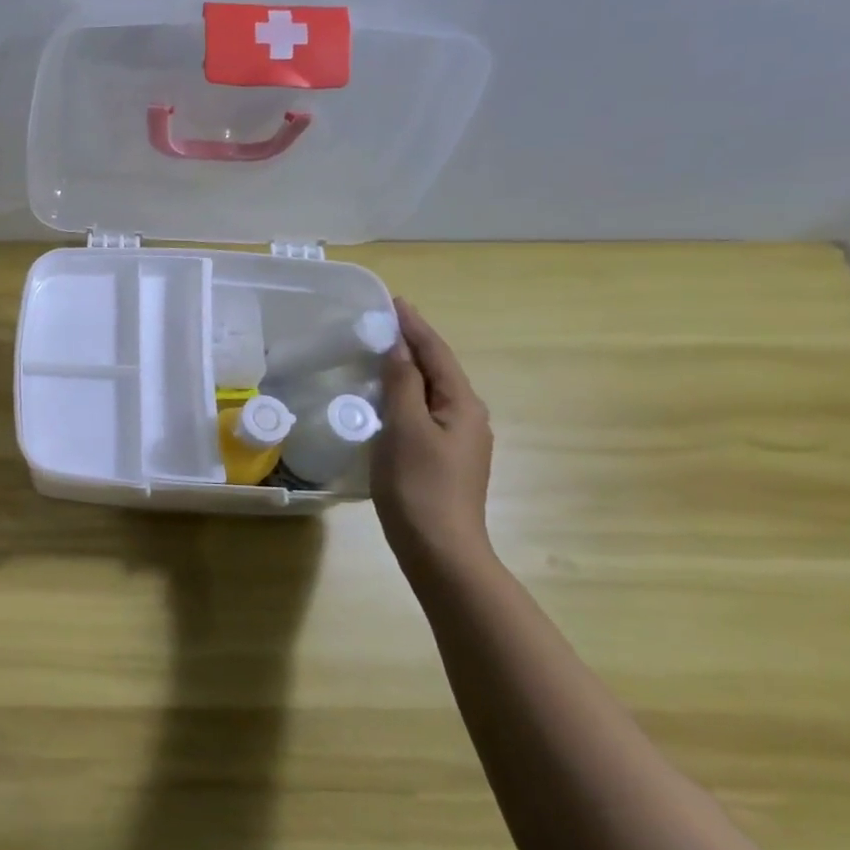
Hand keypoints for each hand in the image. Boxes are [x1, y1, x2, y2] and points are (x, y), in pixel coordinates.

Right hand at [371, 298, 493, 568]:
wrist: (440, 548)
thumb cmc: (419, 485)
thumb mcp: (405, 428)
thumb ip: (402, 384)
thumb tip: (398, 348)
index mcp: (463, 405)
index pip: (437, 353)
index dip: (414, 326)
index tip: (394, 301)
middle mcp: (468, 417)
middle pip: (439, 370)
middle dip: (414, 344)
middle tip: (383, 323)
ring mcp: (459, 440)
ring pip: (432, 392)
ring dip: (409, 369)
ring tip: (381, 354)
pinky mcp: (445, 458)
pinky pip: (425, 412)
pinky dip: (406, 395)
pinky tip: (387, 399)